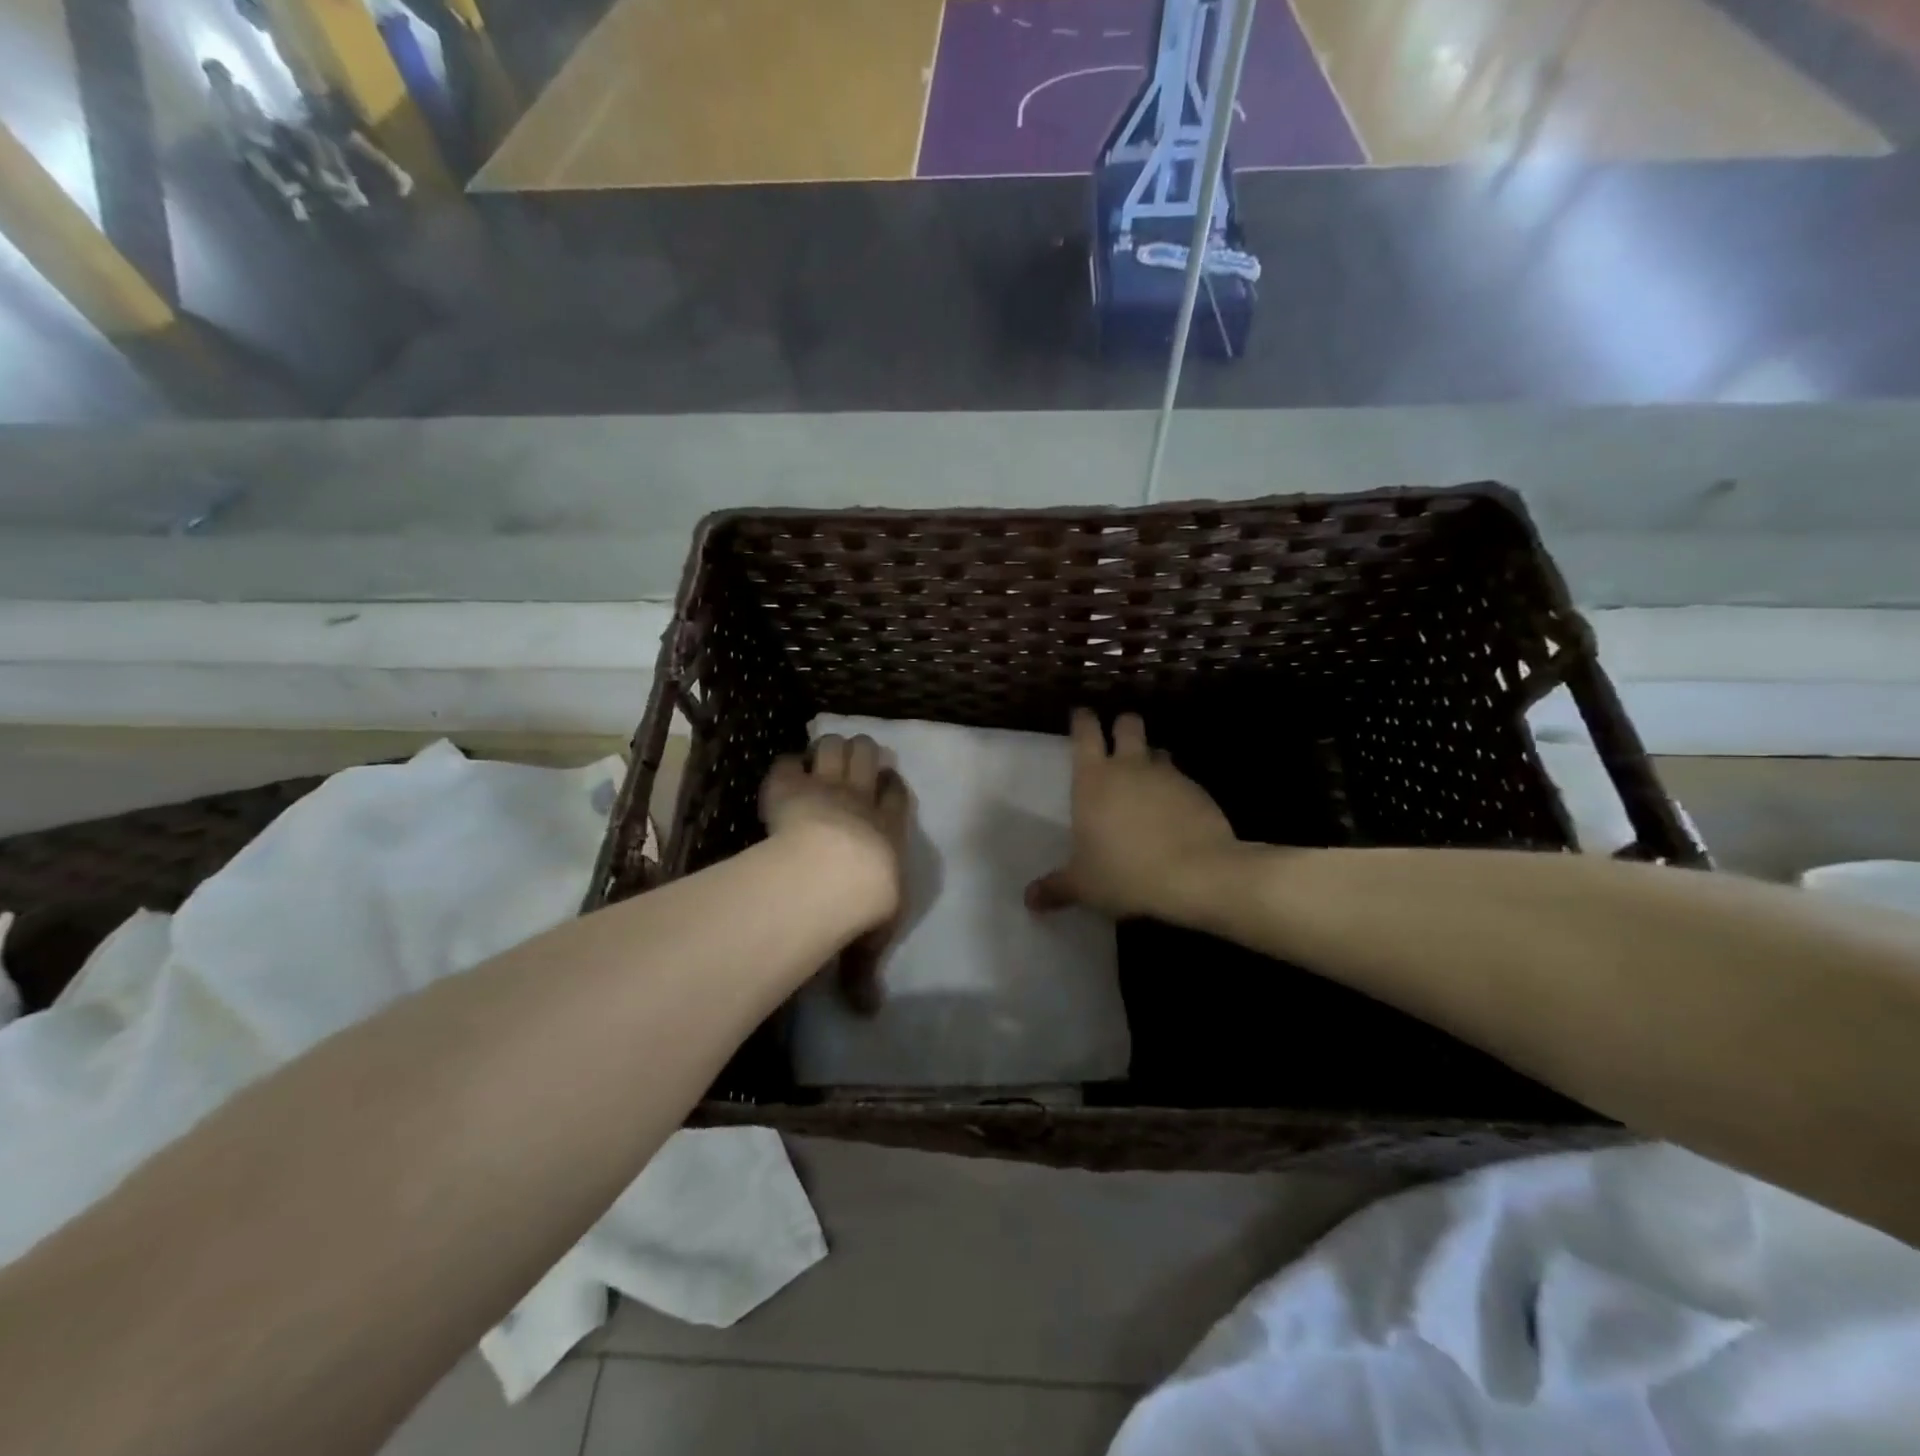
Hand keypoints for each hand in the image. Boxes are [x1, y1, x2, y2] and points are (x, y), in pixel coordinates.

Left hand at [760, 735, 909, 1013]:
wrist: (832, 875)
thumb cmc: (864, 905)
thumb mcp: (869, 943)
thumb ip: (863, 973)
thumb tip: (868, 1013)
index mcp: (890, 830)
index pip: (897, 794)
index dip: (891, 785)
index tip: (885, 784)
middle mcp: (862, 801)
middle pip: (869, 755)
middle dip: (862, 754)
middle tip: (851, 767)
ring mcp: (825, 788)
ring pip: (836, 747)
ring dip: (829, 750)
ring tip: (819, 762)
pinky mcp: (789, 786)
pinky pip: (787, 764)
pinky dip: (785, 768)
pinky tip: (782, 776)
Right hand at [1027, 709, 1239, 922]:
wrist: (1197, 874)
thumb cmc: (1126, 873)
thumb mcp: (1084, 886)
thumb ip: (1056, 888)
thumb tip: (1029, 900)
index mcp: (1094, 779)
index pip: (1085, 733)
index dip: (1082, 720)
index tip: (1081, 714)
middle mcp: (1129, 767)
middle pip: (1127, 725)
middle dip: (1121, 726)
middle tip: (1117, 738)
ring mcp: (1167, 775)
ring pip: (1157, 750)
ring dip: (1150, 758)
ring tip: (1147, 779)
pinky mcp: (1198, 791)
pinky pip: (1182, 779)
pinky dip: (1176, 789)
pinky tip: (1175, 813)